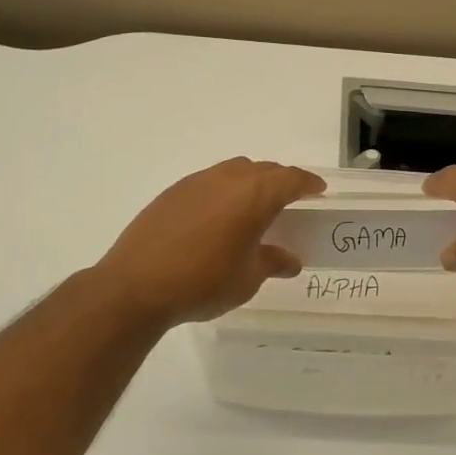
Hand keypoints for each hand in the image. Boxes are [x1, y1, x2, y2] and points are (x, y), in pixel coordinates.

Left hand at [95, 158, 325, 327]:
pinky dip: (224, 191)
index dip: (307, 183)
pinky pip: (209, 182)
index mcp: (254, 195)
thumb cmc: (203, 281)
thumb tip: (289, 259)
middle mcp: (227, 179)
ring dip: (250, 182)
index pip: (290, 179)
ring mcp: (196, 182)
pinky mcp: (172, 193)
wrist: (136, 284)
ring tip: (254, 206)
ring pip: (234, 171)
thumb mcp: (247, 278)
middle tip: (291, 198)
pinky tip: (218, 216)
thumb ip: (272, 262)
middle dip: (281, 180)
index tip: (318, 189)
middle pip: (263, 170)